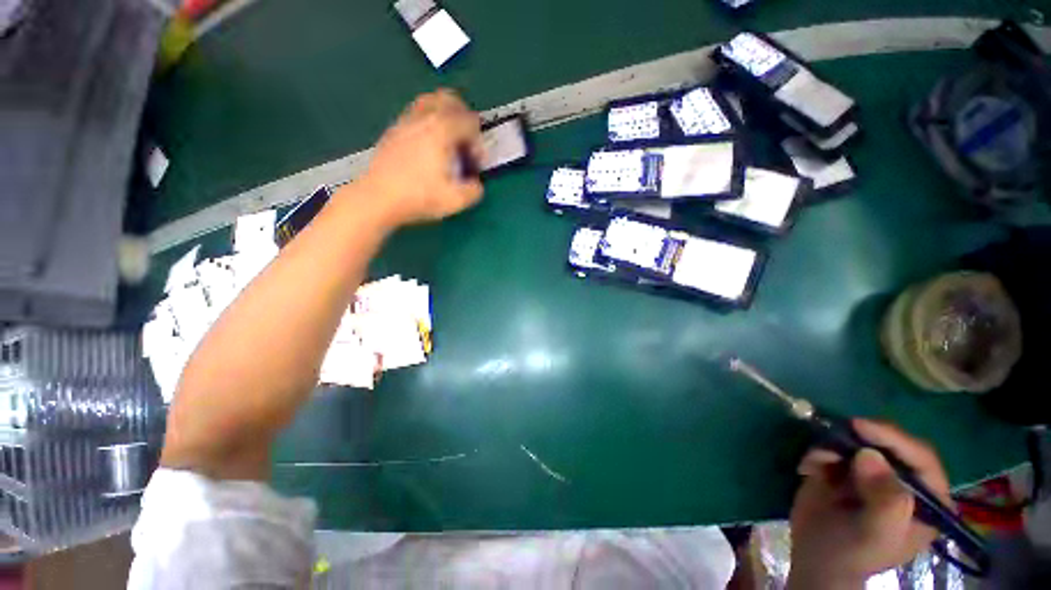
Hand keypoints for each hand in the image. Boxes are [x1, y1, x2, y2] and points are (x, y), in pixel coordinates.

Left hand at [357, 89, 484, 227]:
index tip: (474, 164)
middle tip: (466, 143)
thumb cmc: (419, 197)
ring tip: (447, 143)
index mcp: (442, 129)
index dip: (478, 143)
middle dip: (464, 119)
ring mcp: (406, 121)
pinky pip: (416, 114)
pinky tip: (428, 148)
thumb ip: (475, 190)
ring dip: (445, 118)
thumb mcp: (456, 200)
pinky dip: (429, 124)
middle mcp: (424, 117)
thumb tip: (475, 183)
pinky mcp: (394, 130)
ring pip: (430, 102)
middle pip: (450, 99)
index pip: (470, 121)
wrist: (378, 198)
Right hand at [787, 420, 950, 588]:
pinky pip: (835, 447)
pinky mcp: (847, 469)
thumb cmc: (853, 553)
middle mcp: (906, 482)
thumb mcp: (875, 535)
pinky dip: (820, 452)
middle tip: (834, 436)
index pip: (922, 459)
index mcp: (928, 501)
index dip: (894, 439)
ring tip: (817, 461)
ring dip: (835, 444)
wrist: (815, 557)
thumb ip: (886, 501)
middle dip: (862, 438)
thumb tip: (869, 456)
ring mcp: (875, 474)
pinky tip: (809, 468)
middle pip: (892, 444)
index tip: (860, 426)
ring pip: (860, 442)